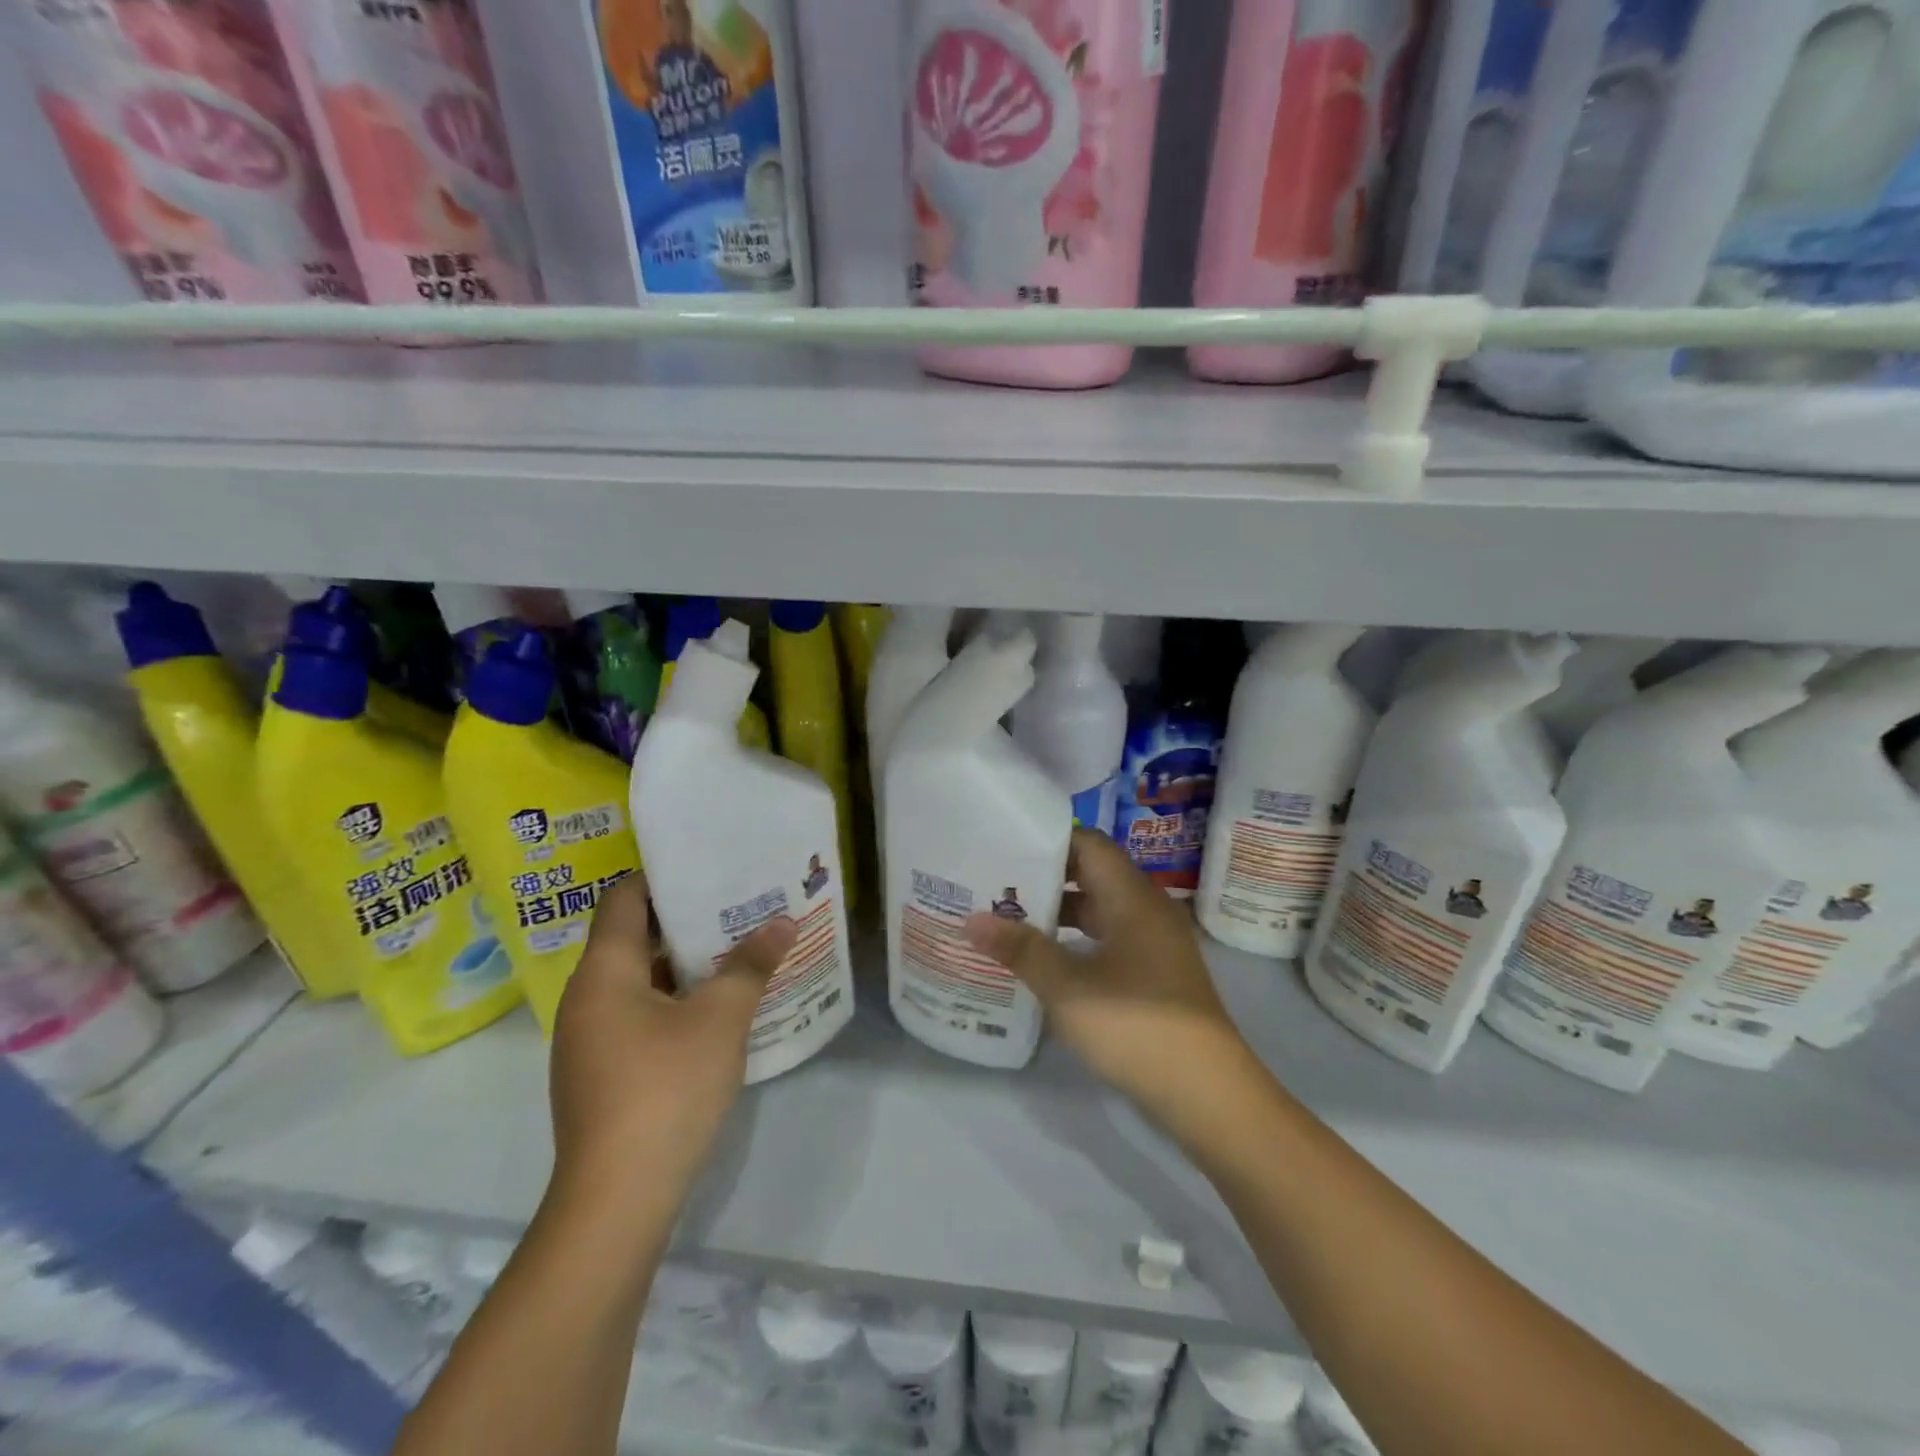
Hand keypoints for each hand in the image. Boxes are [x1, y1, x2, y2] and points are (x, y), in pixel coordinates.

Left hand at [549, 872, 796, 1207]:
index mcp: (603, 973)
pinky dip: (674, 999)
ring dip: (684, 963)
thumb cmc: (664, 1090)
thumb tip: (782, 922)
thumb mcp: (720, 1020)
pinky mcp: (602, 1072)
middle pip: (632, 937)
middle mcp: (586, 998)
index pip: (623, 899)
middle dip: (685, 919)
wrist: (616, 1200)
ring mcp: (590, 1039)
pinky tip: (717, 1006)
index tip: (707, 865)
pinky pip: (638, 1014)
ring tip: (737, 948)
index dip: (662, 877)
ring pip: (638, 980)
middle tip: (736, 903)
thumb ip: (750, 966)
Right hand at [965, 830, 1262, 1136]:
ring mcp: (1156, 942)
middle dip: (1045, 879)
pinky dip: (1078, 941)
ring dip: (1060, 913)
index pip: (1089, 843)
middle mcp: (1148, 909)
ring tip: (1010, 922)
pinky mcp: (1157, 973)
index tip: (1005, 849)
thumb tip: (972, 920)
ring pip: (1101, 910)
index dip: (1048, 842)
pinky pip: (1111, 939)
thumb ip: (1020, 950)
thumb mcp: (1067, 988)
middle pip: (1093, 875)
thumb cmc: (1135, 1026)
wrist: (1208, 1094)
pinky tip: (1047, 962)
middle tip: (996, 887)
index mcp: (1132, 897)